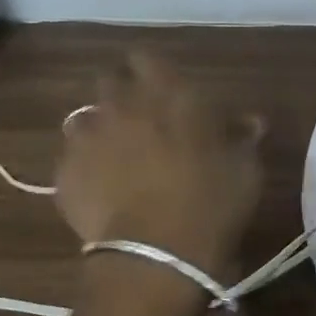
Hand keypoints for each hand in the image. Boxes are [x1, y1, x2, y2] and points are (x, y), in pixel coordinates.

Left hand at [53, 53, 263, 283]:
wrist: (156, 256)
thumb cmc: (211, 204)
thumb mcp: (244, 170)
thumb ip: (242, 138)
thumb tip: (250, 122)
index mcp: (168, 95)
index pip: (147, 59)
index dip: (152, 71)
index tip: (164, 88)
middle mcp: (122, 105)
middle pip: (110, 80)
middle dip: (122, 93)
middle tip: (142, 119)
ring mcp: (88, 138)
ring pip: (85, 118)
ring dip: (100, 128)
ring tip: (116, 154)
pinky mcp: (64, 173)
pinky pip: (72, 157)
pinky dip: (85, 165)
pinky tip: (101, 186)